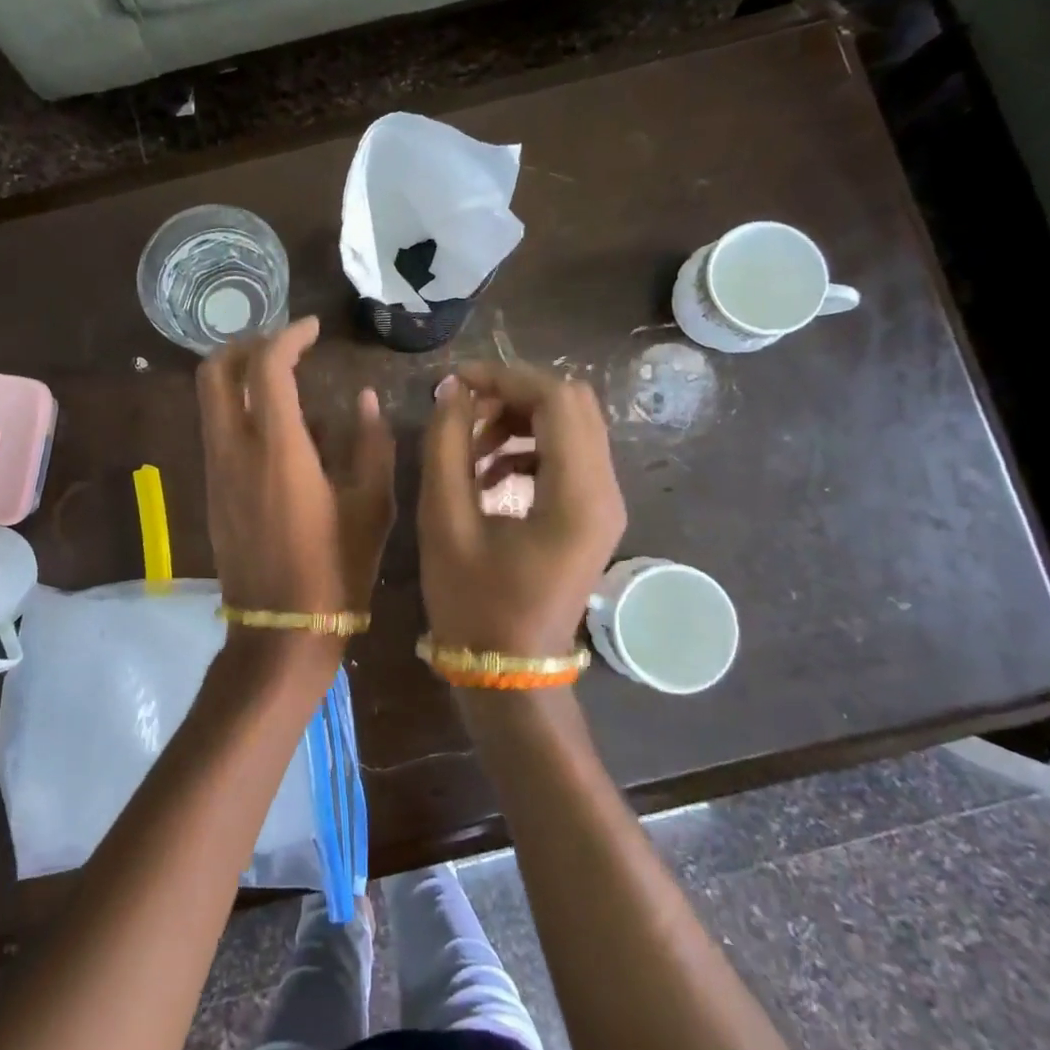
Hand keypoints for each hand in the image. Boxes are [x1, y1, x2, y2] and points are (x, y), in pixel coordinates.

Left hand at [197, 317, 396, 623]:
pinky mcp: (212, 492)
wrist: (282, 631)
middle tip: (285, 346)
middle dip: (245, 345)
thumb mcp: (372, 505)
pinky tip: (278, 428)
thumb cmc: (337, 569)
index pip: (267, 367)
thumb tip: (364, 399)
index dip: (288, 337)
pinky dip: (238, 409)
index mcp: (277, 448)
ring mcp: (216, 471)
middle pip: (215, 372)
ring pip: (210, 400)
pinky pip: (216, 430)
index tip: (313, 329)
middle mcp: (234, 450)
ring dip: (239, 376)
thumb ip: (370, 443)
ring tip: (284, 380)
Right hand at [418, 362, 626, 659]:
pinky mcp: (593, 514)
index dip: (504, 377)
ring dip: (518, 420)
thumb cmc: (473, 604)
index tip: (455, 382)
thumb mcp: (444, 521)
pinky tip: (487, 474)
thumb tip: (452, 390)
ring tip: (469, 445)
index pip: (556, 399)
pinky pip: (567, 455)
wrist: (509, 672)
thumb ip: (447, 446)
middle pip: (572, 404)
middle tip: (462, 410)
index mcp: (576, 495)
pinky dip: (527, 447)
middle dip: (513, 394)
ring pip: (571, 426)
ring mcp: (605, 504)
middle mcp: (605, 491)